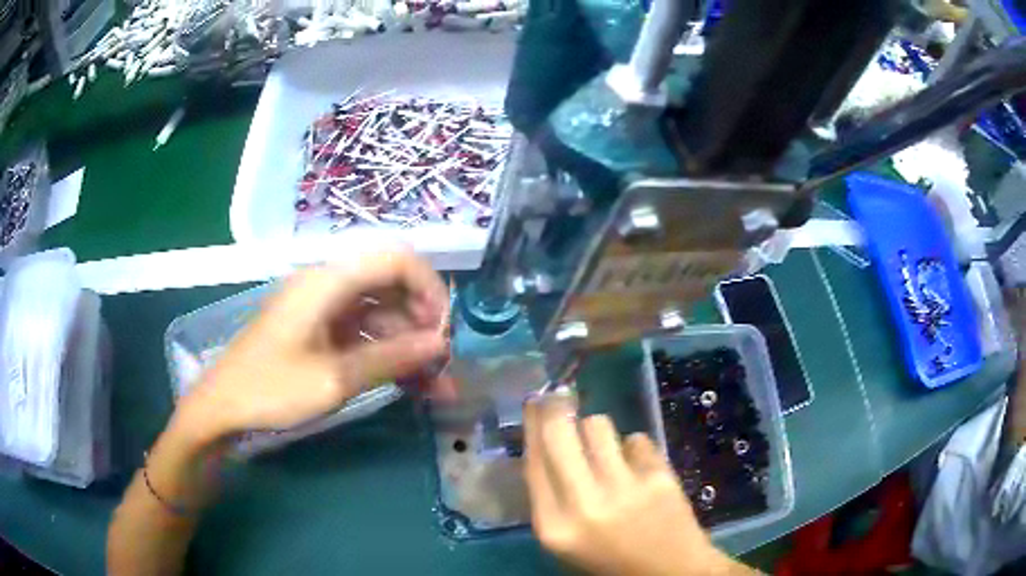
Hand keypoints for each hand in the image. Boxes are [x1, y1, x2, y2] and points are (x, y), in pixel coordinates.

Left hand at [175, 249, 450, 444]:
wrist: (222, 408)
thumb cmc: (271, 389)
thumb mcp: (334, 379)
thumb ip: (390, 358)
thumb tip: (440, 345)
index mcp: (328, 281)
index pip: (395, 260)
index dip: (429, 288)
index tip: (445, 331)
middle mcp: (328, 285)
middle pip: (391, 288)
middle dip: (423, 324)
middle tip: (442, 366)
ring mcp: (323, 308)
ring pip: (381, 315)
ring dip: (409, 346)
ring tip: (435, 386)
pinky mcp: (320, 330)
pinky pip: (364, 334)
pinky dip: (387, 355)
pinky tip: (407, 384)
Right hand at [524, 392, 752, 575]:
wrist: (670, 571)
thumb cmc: (610, 559)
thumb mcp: (565, 539)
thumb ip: (550, 496)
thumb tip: (541, 442)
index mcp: (554, 526)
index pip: (533, 461)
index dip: (532, 425)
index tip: (534, 402)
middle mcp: (585, 504)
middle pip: (559, 431)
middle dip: (557, 408)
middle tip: (561, 399)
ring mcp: (625, 488)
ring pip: (598, 425)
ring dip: (597, 430)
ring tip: (606, 448)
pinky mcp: (659, 477)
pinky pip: (635, 439)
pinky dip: (632, 448)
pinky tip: (638, 467)